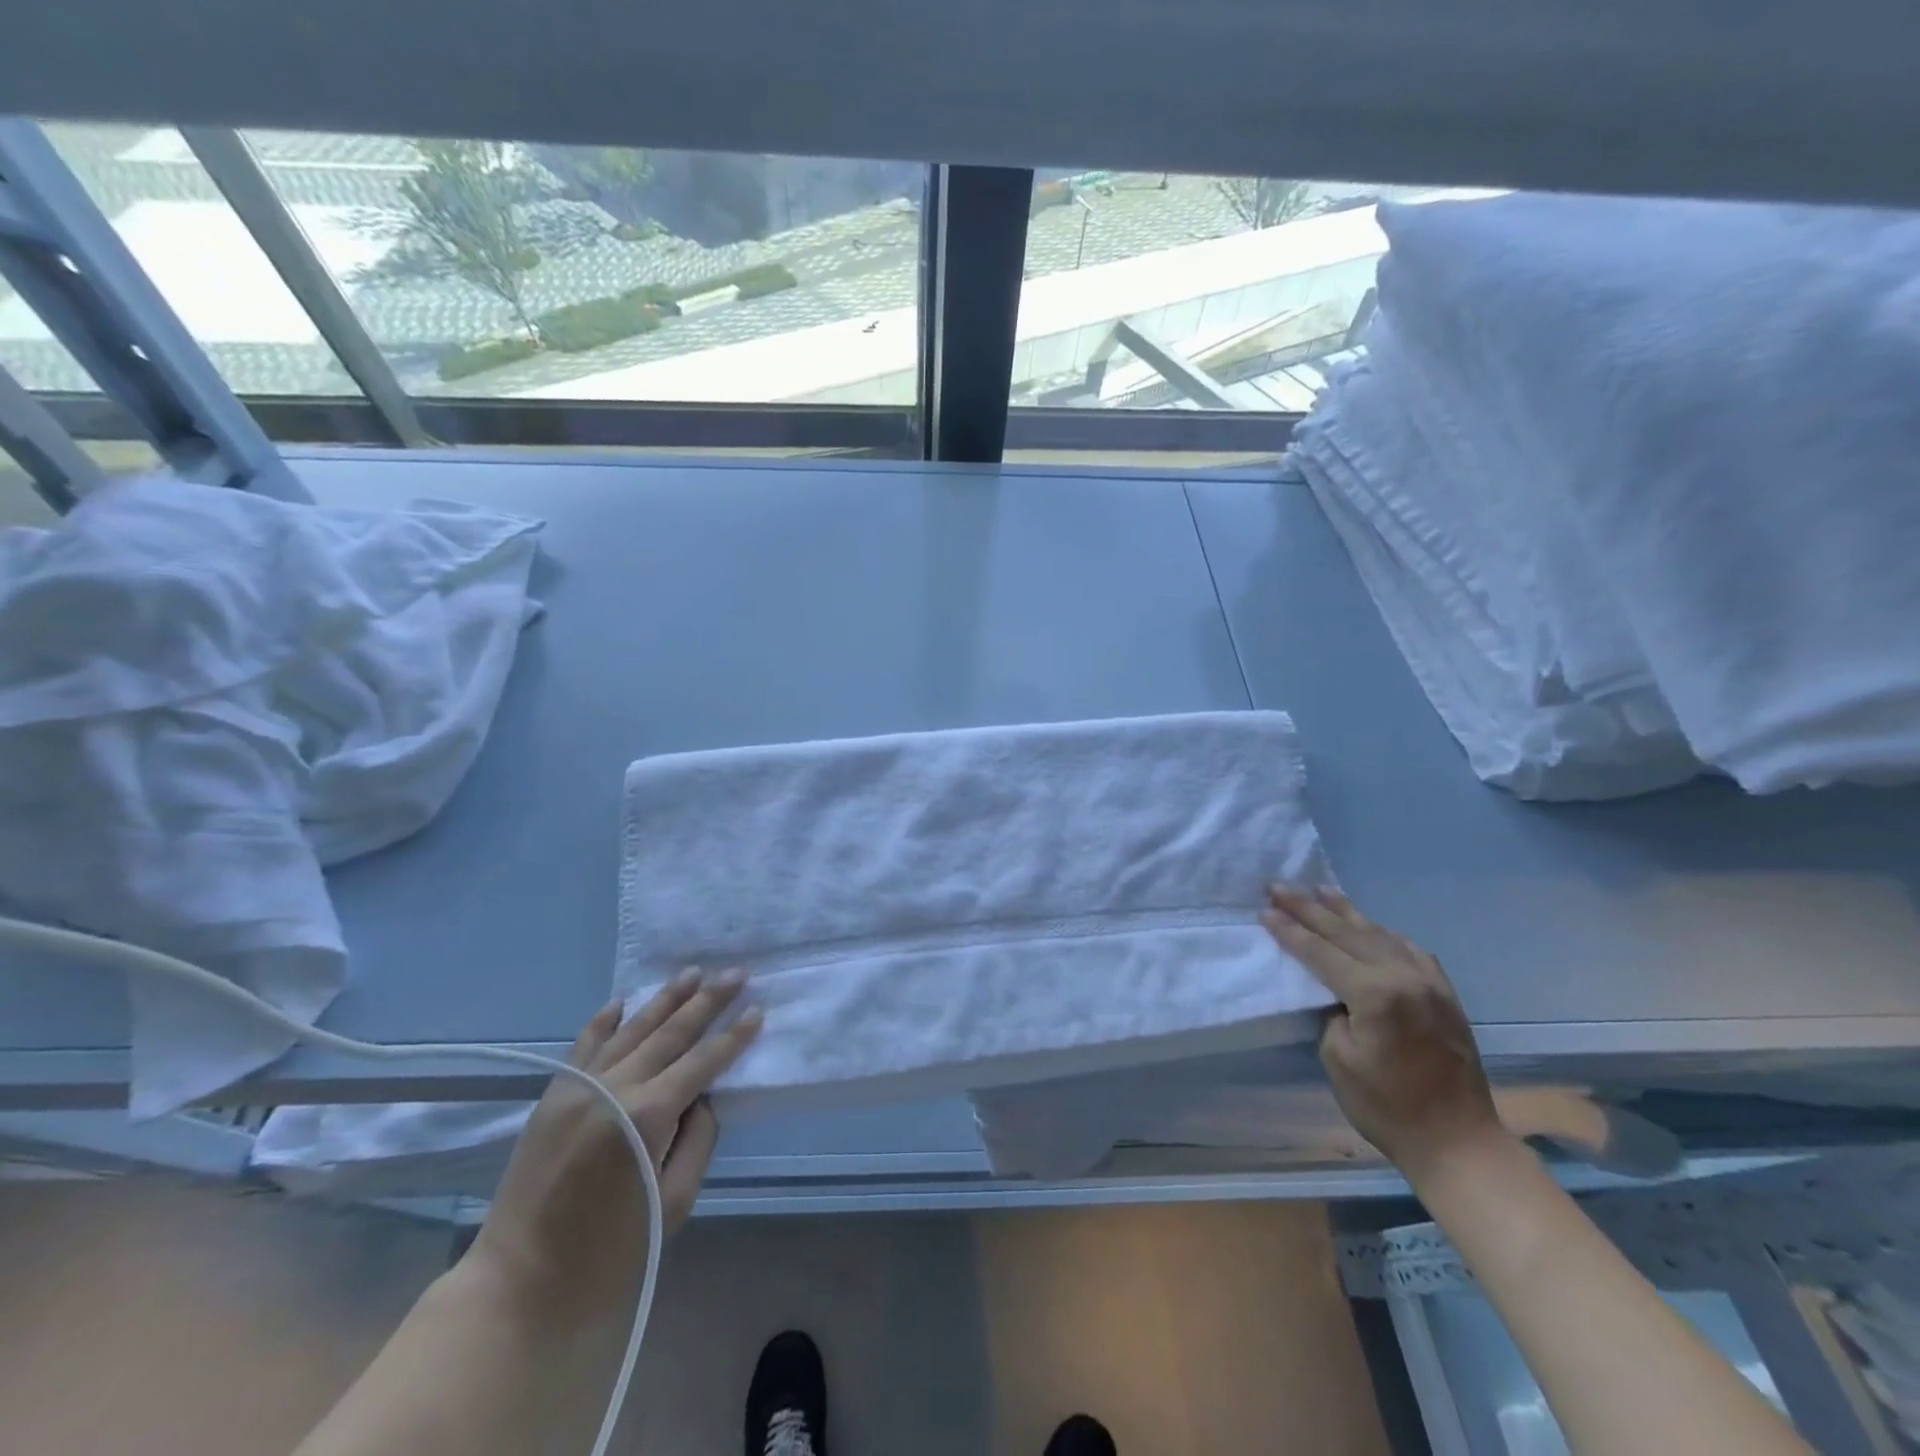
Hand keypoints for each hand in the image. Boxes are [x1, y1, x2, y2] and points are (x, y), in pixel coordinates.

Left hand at [464, 969, 762, 1326]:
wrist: (517, 1287)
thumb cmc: (609, 1257)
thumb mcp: (675, 1204)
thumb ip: (698, 1141)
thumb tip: (700, 1098)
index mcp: (648, 1116)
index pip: (703, 1062)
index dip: (733, 1036)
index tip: (757, 1010)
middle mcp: (614, 1088)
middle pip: (671, 1033)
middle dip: (708, 1001)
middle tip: (736, 972)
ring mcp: (578, 1088)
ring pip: (631, 1030)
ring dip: (665, 999)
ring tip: (693, 972)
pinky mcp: (551, 1098)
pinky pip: (583, 1046)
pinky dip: (604, 1020)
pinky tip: (623, 1000)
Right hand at [1262, 885, 1501, 1183]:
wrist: (1459, 1143)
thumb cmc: (1387, 1107)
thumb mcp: (1338, 1059)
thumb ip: (1333, 1013)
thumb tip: (1336, 993)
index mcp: (1375, 994)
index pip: (1320, 952)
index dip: (1289, 931)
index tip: (1265, 910)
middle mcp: (1404, 977)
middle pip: (1347, 933)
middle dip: (1308, 909)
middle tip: (1278, 886)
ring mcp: (1430, 983)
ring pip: (1379, 934)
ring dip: (1345, 911)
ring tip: (1319, 890)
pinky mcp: (1445, 995)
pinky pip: (1410, 950)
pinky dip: (1384, 933)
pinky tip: (1371, 926)